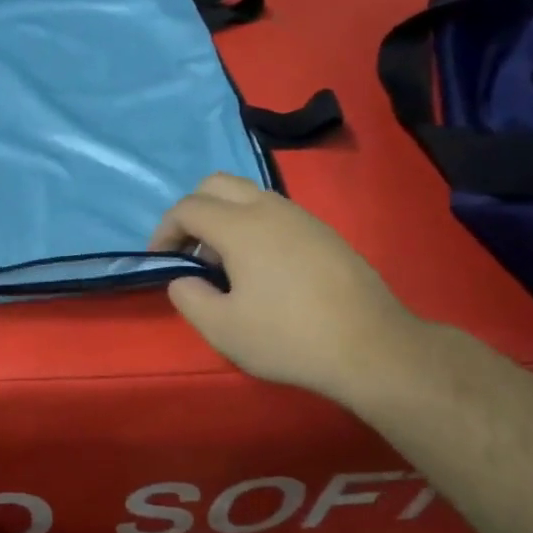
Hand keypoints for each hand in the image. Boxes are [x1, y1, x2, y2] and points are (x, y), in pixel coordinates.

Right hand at [150, 174, 421, 403]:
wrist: (371, 347)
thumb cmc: (288, 338)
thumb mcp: (221, 328)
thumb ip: (188, 297)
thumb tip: (184, 279)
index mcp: (240, 227)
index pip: (187, 208)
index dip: (164, 231)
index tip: (160, 261)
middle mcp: (270, 209)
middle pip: (216, 184)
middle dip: (192, 211)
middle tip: (189, 252)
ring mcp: (302, 217)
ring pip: (248, 194)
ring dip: (223, 217)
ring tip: (223, 263)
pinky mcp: (324, 232)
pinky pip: (274, 212)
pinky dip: (252, 225)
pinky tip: (261, 269)